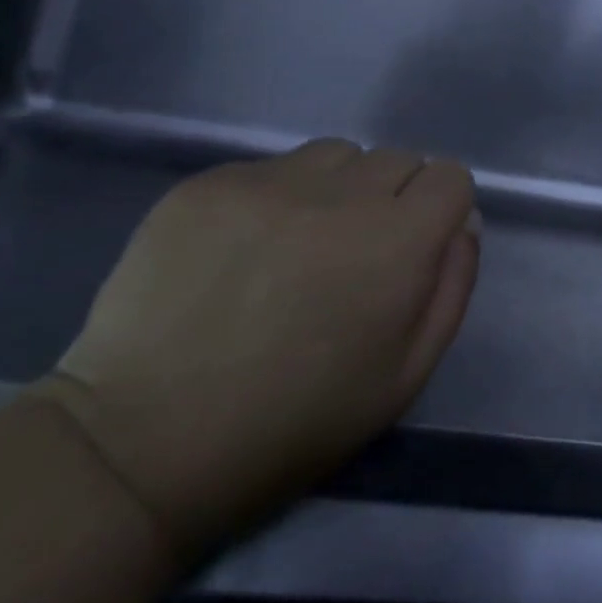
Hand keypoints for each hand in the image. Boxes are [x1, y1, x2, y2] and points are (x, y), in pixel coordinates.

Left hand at [31, 141, 478, 553]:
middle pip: (397, 160)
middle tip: (352, 256)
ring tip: (297, 245)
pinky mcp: (208, 184)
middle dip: (391, 200)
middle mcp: (340, 195)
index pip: (450, 178)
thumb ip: (452, 286)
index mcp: (396, 242)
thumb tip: (461, 224)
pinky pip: (270, 168)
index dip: (439, 212)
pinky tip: (240, 252)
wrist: (140, 448)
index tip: (412, 250)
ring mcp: (268, 182)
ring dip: (336, 189)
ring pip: (336, 155)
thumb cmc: (292, 424)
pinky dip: (274, 199)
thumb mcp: (405, 376)